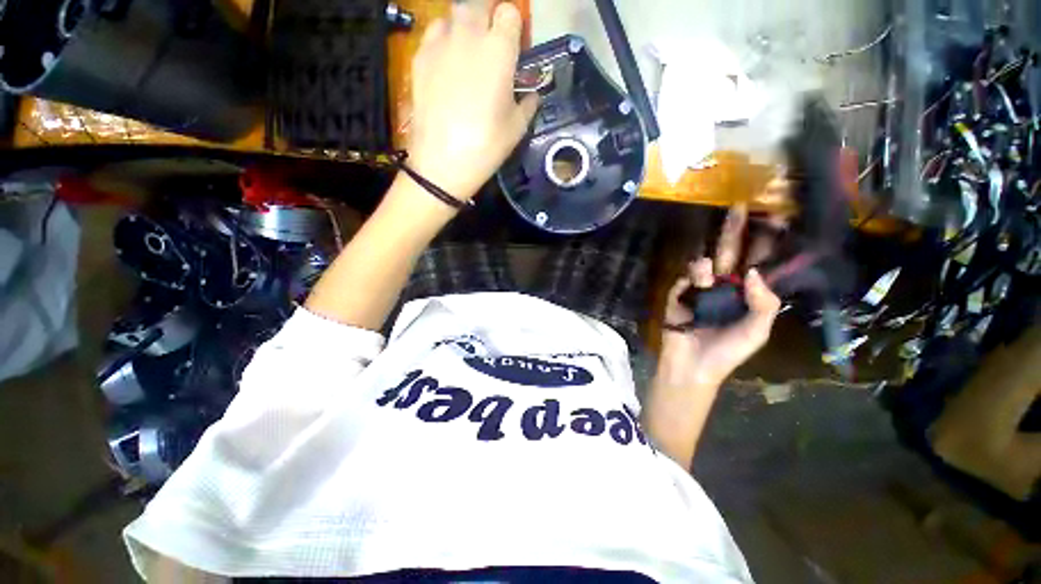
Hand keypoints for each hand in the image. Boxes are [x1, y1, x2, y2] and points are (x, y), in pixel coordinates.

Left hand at [405, 0, 537, 200]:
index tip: (515, 46)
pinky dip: (444, 38)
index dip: (514, 28)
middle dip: (489, 16)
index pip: (510, 13)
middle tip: (491, 43)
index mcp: (499, 50)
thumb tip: (531, 95)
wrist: (442, 162)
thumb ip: (527, 104)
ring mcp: (441, 43)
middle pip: (480, 3)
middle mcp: (470, 36)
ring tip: (468, 49)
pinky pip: (434, 32)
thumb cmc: (486, 146)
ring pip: (455, 13)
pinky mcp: (420, 57)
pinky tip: (447, 61)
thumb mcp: (517, 129)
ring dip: (466, 24)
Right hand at [659, 205, 783, 386]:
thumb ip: (763, 303)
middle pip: (730, 253)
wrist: (691, 366)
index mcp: (746, 294)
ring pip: (704, 264)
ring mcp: (699, 289)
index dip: (766, 242)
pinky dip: (689, 280)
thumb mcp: (756, 331)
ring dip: (705, 267)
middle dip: (734, 231)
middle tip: (739, 206)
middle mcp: (724, 286)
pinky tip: (692, 289)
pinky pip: (684, 279)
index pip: (758, 262)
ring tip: (706, 281)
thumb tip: (752, 272)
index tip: (776, 218)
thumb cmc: (727, 352)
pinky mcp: (678, 294)